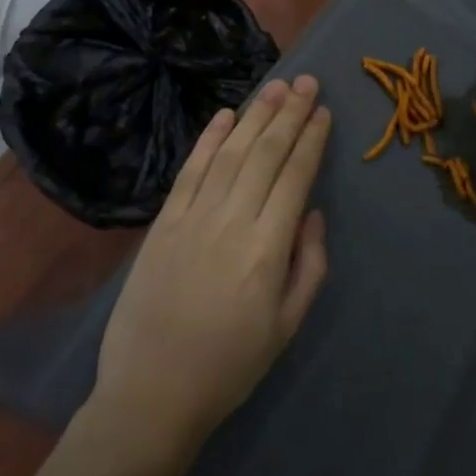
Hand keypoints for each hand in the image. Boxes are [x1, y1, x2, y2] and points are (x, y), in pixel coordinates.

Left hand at [90, 76, 331, 475]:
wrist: (151, 394)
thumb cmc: (230, 366)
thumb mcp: (287, 326)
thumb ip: (309, 265)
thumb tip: (311, 212)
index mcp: (267, 249)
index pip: (295, 177)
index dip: (311, 140)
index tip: (323, 111)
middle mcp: (232, 221)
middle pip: (266, 154)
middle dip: (289, 114)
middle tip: (306, 81)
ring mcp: (193, 218)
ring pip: (230, 153)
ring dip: (255, 116)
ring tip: (275, 87)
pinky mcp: (163, 223)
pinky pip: (190, 171)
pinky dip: (209, 139)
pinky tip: (226, 115)